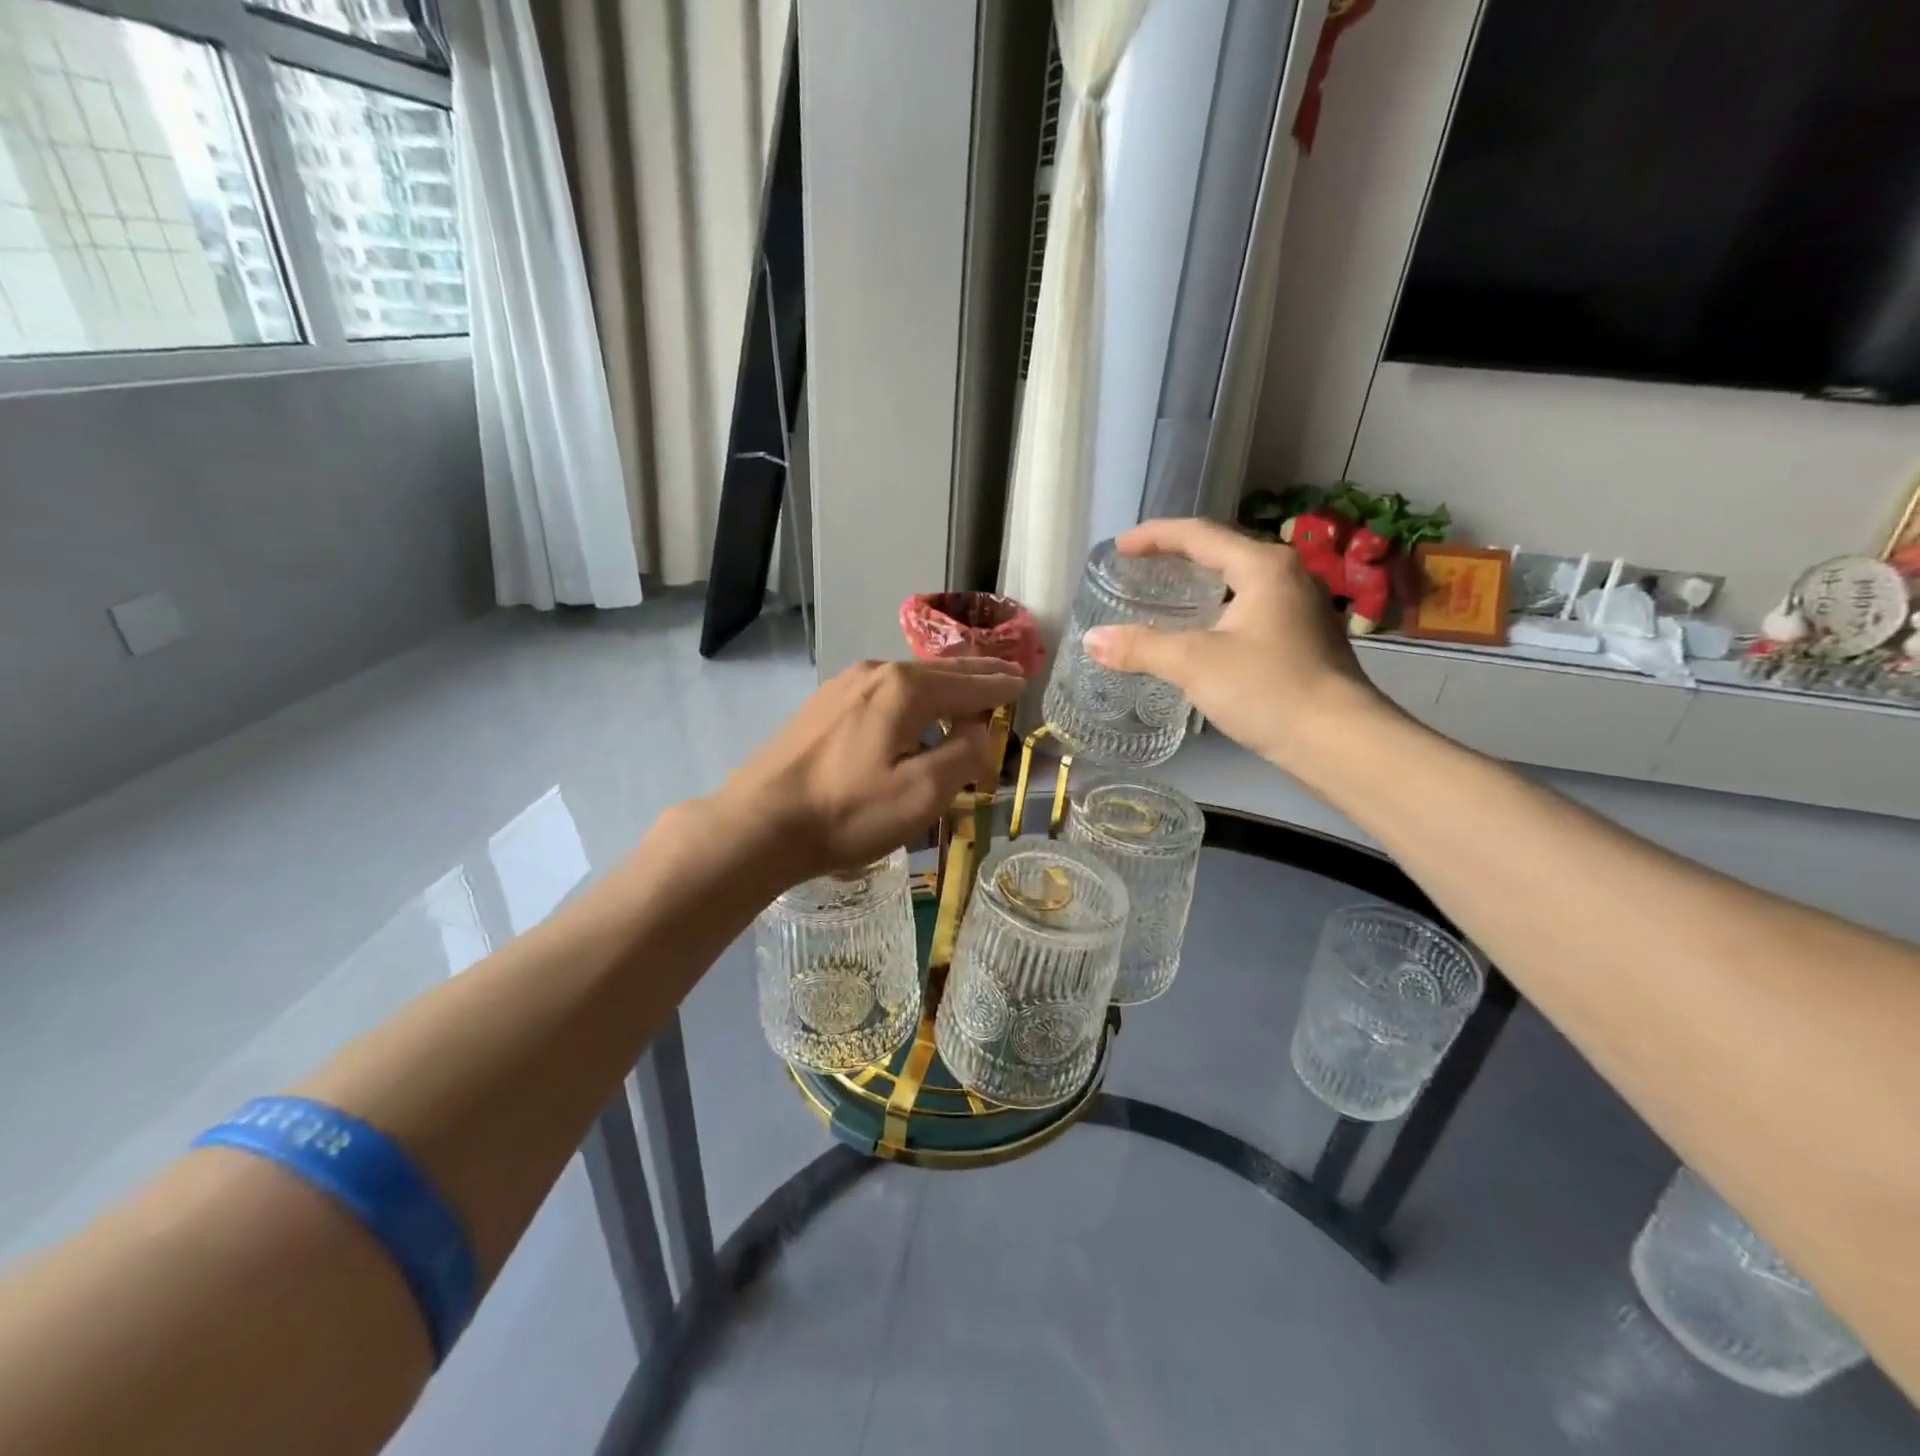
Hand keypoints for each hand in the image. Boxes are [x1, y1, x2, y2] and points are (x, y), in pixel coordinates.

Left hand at [715, 658, 1025, 882]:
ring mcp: (843, 686)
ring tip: (966, 693)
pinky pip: (883, 691)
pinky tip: (913, 710)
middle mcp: (875, 673)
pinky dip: (912, 696)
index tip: (1024, 682)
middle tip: (1007, 672)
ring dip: (943, 686)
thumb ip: (963, 757)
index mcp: (905, 689)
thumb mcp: (921, 794)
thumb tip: (980, 731)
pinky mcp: (823, 705)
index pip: (969, 683)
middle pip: (939, 671)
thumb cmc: (847, 812)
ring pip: (909, 679)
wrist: (759, 823)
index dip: (1000, 685)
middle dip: (976, 674)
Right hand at [1083, 518, 1386, 772]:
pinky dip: (1219, 610)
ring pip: (1240, 582)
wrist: (1339, 742)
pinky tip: (1203, 634)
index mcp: (1264, 567)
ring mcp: (1302, 608)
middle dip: (1179, 556)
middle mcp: (1288, 576)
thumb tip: (1092, 640)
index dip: (1155, 536)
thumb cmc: (1267, 689)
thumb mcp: (1194, 664)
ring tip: (1166, 597)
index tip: (1120, 547)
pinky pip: (1251, 609)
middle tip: (1140, 568)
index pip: (1199, 535)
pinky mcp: (1305, 640)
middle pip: (1223, 552)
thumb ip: (1140, 647)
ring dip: (1201, 584)